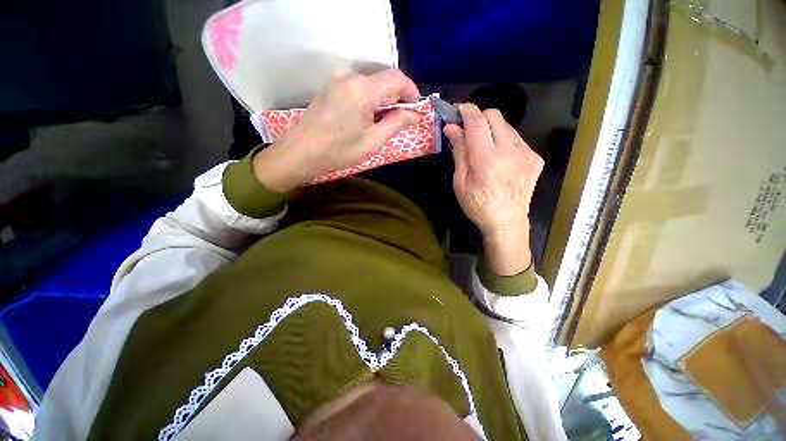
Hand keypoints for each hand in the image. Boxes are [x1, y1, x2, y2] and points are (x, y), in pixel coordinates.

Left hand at [252, 69, 420, 191]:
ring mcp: (338, 81)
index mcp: (362, 89)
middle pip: (384, 80)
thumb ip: (395, 123)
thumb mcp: (372, 142)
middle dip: (398, 98)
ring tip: (384, 123)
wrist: (299, 154)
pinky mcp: (331, 88)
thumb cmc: (338, 152)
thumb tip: (415, 114)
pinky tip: (367, 119)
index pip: (396, 78)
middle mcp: (350, 77)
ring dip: (383, 101)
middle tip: (402, 121)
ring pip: (372, 85)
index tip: (417, 109)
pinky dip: (370, 101)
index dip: (411, 91)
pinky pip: (358, 89)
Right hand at [444, 104, 543, 275]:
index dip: (466, 110)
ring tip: (483, 146)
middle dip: (478, 117)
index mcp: (487, 160)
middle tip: (467, 130)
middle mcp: (511, 151)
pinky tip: (498, 157)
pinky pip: (516, 138)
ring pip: (506, 125)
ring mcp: (527, 153)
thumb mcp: (460, 182)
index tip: (457, 109)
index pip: (477, 121)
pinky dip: (503, 140)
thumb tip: (451, 128)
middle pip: (494, 115)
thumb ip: (459, 152)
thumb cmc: (478, 206)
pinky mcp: (535, 157)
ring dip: (491, 129)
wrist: (507, 222)